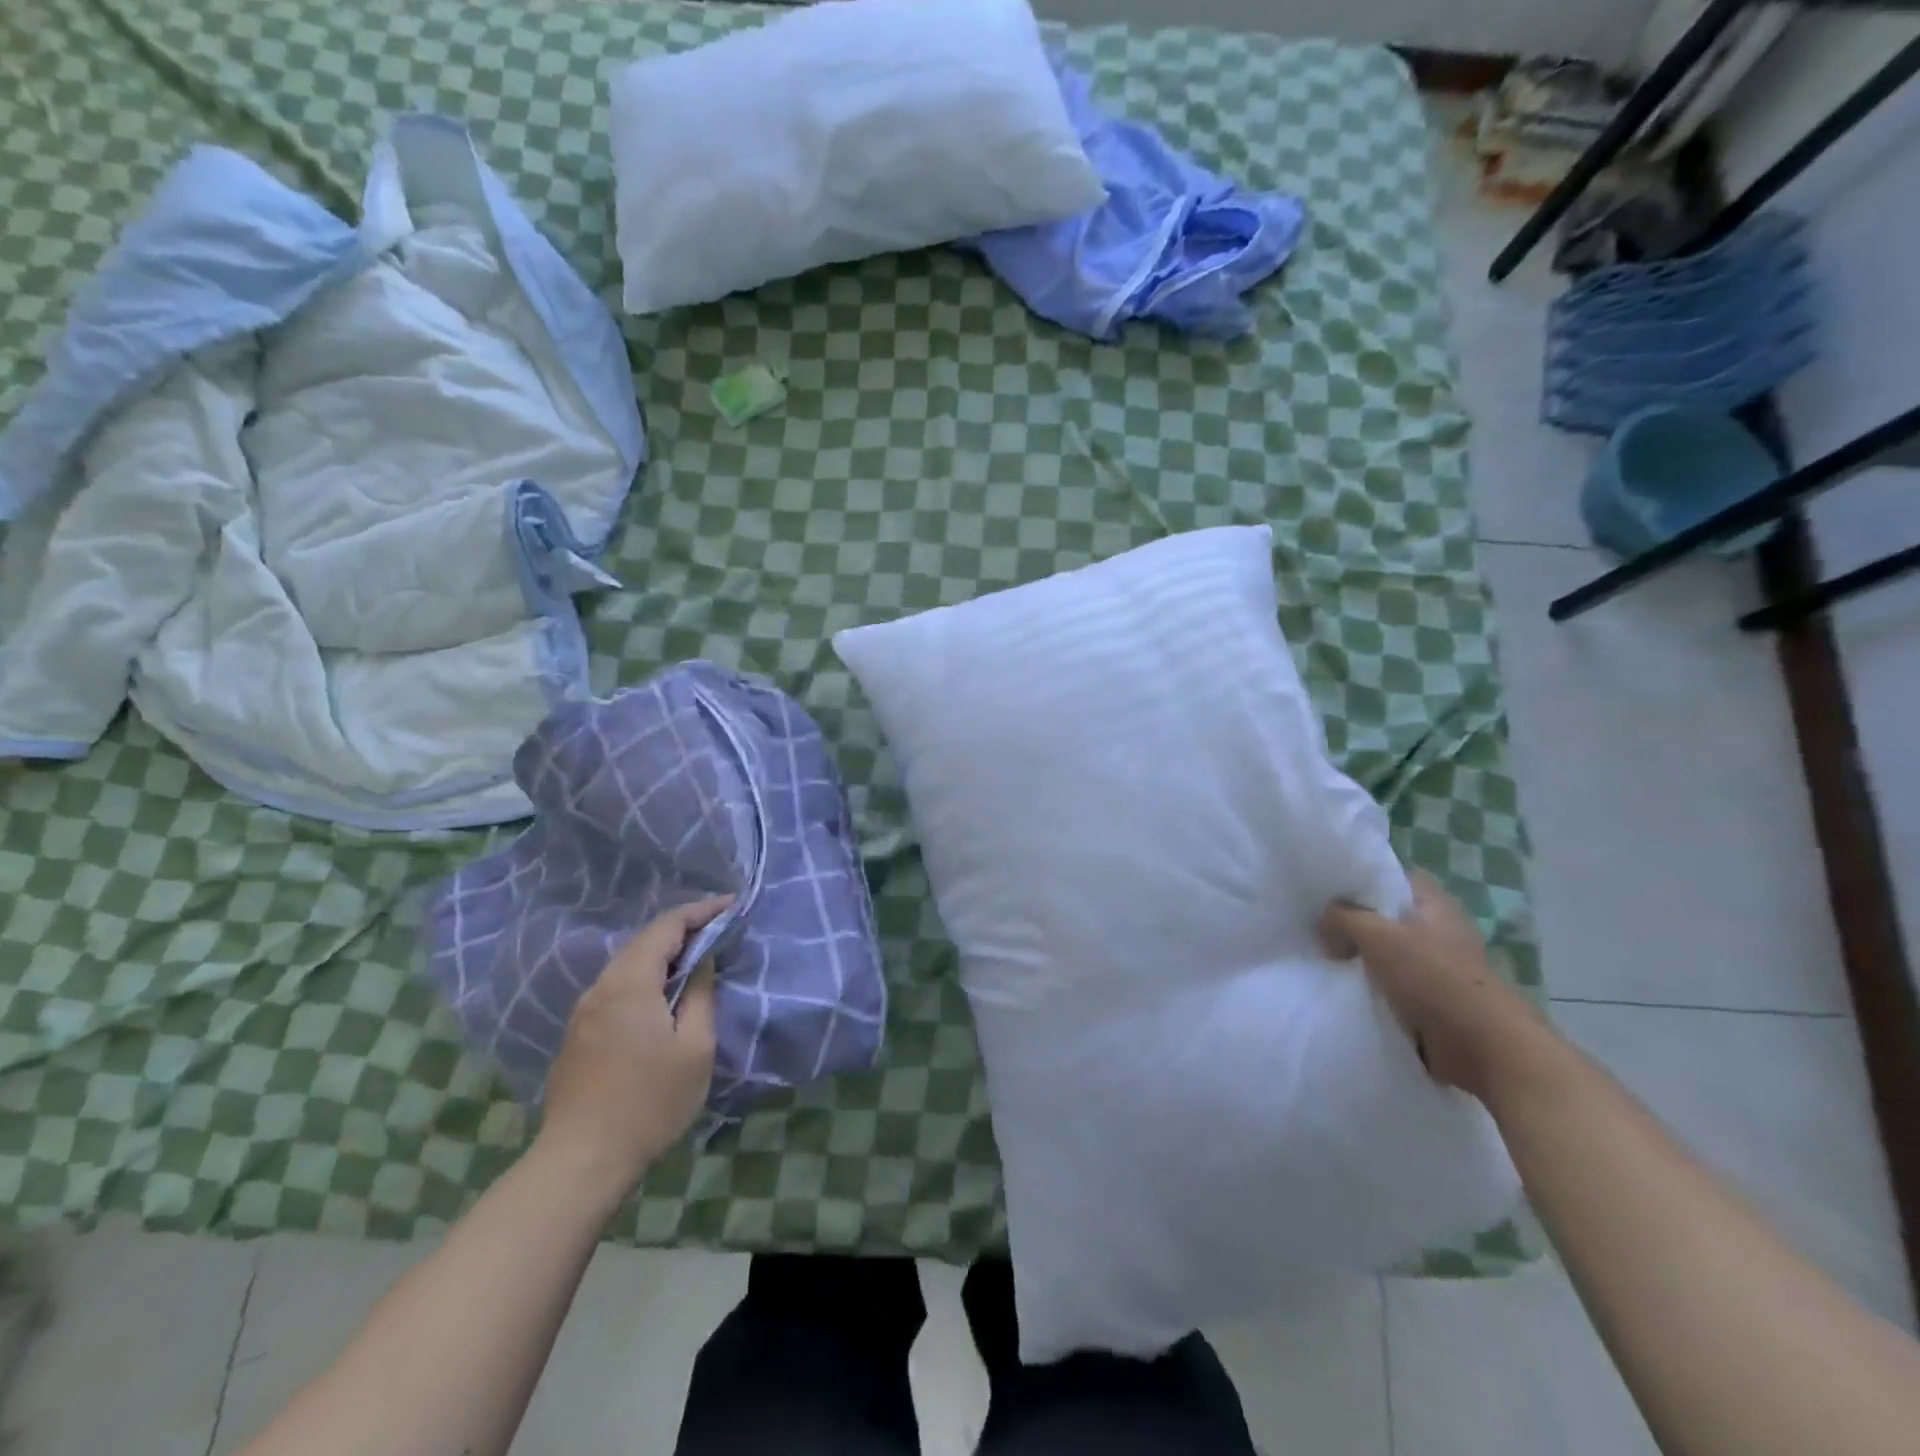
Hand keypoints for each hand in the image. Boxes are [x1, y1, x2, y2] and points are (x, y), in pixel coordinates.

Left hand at [536, 896, 733, 1199]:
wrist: (582, 1160)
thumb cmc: (649, 1102)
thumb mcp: (694, 1048)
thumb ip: (700, 995)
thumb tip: (702, 963)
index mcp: (630, 983)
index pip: (667, 926)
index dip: (701, 911)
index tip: (732, 905)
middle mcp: (601, 987)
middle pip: (644, 941)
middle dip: (683, 929)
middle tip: (719, 928)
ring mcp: (584, 1011)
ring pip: (628, 964)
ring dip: (663, 954)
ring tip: (696, 957)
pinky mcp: (579, 1034)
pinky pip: (617, 988)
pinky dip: (645, 977)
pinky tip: (662, 994)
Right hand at [1319, 870, 1543, 1102]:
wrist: (1484, 1048)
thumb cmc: (1434, 979)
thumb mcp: (1376, 936)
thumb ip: (1342, 918)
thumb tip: (1324, 925)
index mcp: (1434, 903)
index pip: (1393, 875)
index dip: (1362, 876)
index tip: (1328, 886)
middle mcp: (1438, 928)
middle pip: (1386, 913)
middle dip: (1354, 918)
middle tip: (1317, 922)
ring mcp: (1437, 965)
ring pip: (1386, 949)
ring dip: (1360, 955)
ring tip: (1324, 954)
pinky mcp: (1433, 998)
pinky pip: (1391, 982)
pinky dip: (1370, 984)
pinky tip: (1344, 985)